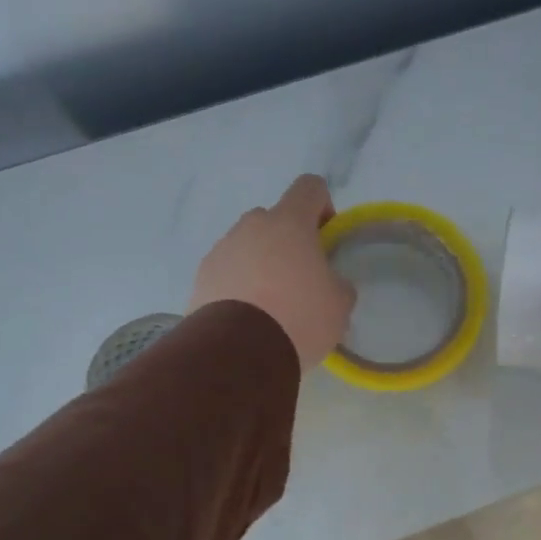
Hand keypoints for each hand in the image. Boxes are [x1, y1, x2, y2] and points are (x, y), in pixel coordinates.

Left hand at [190, 175, 355, 370]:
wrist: (239, 352)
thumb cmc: (299, 317)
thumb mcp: (339, 303)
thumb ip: (337, 282)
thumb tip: (327, 283)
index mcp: (289, 222)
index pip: (310, 187)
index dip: (323, 207)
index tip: (327, 239)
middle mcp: (251, 226)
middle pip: (274, 220)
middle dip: (288, 243)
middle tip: (300, 280)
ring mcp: (221, 250)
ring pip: (248, 247)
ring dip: (261, 265)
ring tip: (271, 306)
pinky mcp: (201, 278)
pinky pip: (227, 272)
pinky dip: (238, 287)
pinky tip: (248, 319)